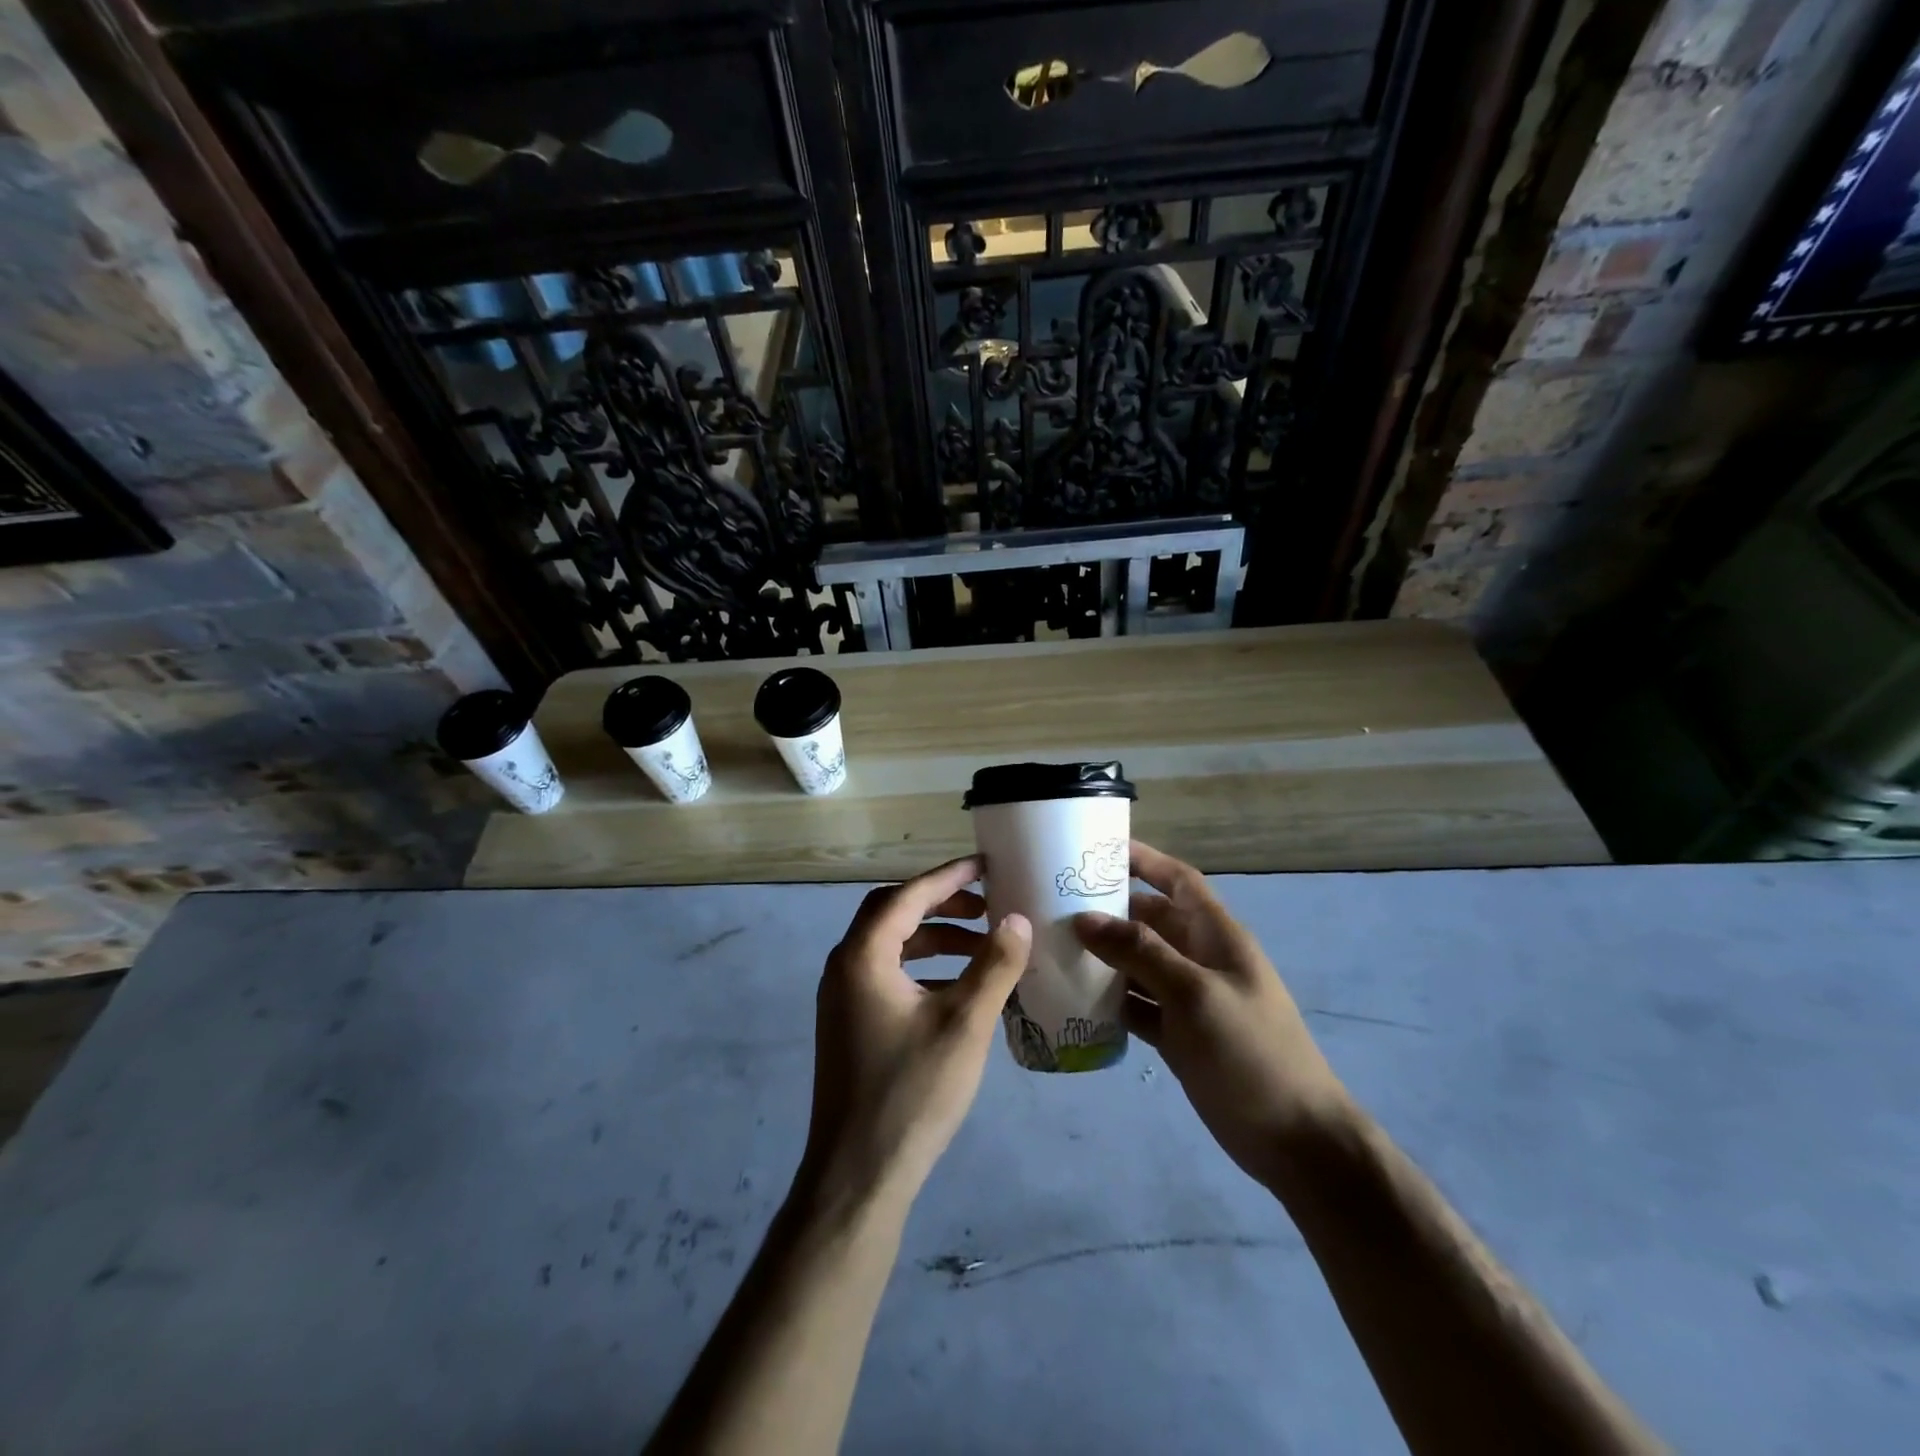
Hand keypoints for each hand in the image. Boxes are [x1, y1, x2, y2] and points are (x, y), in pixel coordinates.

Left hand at [800, 857, 1031, 1212]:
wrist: (858, 1174)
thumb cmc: (912, 1092)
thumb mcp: (964, 1025)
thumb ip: (993, 966)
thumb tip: (1017, 919)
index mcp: (863, 956)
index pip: (908, 896)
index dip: (949, 876)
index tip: (986, 865)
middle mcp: (844, 967)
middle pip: (893, 913)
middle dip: (941, 904)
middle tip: (986, 906)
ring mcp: (843, 997)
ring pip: (891, 946)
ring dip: (934, 938)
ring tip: (982, 947)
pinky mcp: (849, 1023)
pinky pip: (887, 974)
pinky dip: (923, 968)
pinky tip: (960, 988)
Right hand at [1073, 840, 1349, 1188]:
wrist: (1293, 1140)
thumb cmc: (1251, 1052)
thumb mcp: (1195, 993)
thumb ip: (1141, 953)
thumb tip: (1085, 919)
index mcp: (1217, 936)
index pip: (1178, 881)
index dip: (1144, 860)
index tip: (1097, 849)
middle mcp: (1200, 959)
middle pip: (1151, 921)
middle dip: (1111, 909)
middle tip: (1056, 902)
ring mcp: (1188, 998)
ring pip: (1139, 963)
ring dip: (1104, 955)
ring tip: (1054, 945)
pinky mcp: (1177, 1034)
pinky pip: (1137, 1004)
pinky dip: (1110, 1000)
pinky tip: (1074, 998)